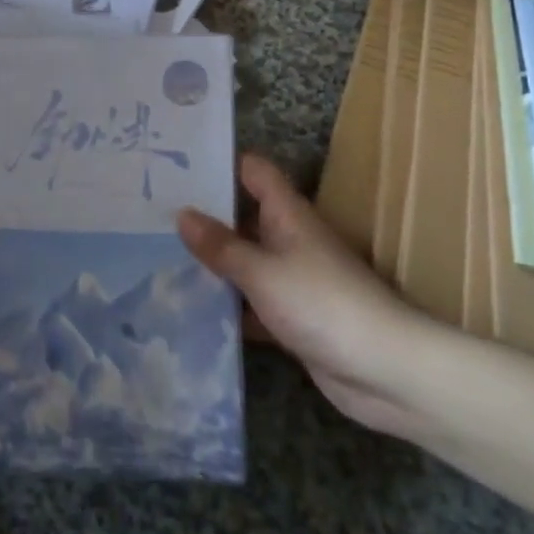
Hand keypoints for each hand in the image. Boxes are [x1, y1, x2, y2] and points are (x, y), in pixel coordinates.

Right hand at [178, 154, 438, 439]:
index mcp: (288, 214)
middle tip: (151, 215)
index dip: (220, 163)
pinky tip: (189, 308)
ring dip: (212, 263)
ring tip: (157, 256)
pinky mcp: (291, 317)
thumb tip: (182, 214)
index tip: (177, 165)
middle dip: (203, 216)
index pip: (253, 172)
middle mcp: (289, 239)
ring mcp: (291, 279)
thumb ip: (221, 246)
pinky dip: (227, 305)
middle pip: (242, 216)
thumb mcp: (263, 271)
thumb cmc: (322, 303)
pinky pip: (251, 302)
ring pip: (244, 261)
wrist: (383, 370)